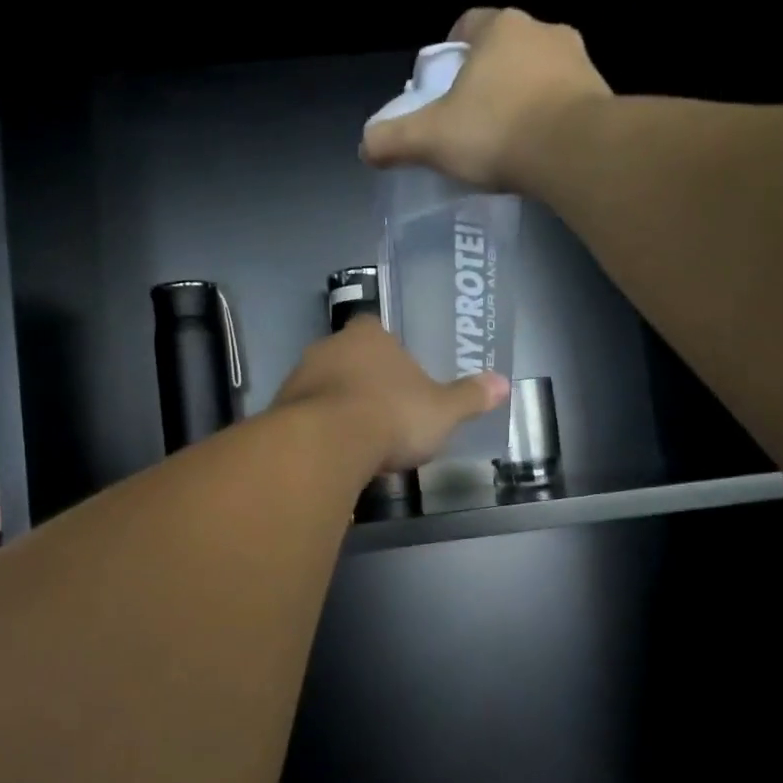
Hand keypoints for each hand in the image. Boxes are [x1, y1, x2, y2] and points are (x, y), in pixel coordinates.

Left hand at [272, 317, 508, 474]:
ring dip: (334, 404)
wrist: (326, 443)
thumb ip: (469, 397)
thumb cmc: (391, 416)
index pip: (374, 329)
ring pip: (320, 386)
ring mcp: (298, 377)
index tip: (396, 374)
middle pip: (345, 357)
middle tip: (379, 410)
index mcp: (368, 337)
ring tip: (355, 438)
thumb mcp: (442, 411)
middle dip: (360, 379)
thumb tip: (504, 383)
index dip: (385, 350)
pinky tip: (330, 452)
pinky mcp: (278, 409)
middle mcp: (328, 347)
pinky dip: (315, 429)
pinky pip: (301, 415)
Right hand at [361, 7, 611, 190]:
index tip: (441, 88)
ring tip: (505, 139)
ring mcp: (578, 61)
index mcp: (500, 28)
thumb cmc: (496, 131)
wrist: (575, 152)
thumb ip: (393, 139)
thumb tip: (365, 146)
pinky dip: (548, 119)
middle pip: (503, 51)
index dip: (449, 54)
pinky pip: (564, 101)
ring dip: (520, 98)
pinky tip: (536, 151)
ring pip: (537, 74)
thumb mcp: (430, 139)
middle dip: (486, 79)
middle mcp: (543, 32)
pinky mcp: (600, 94)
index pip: (467, 25)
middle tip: (469, 119)